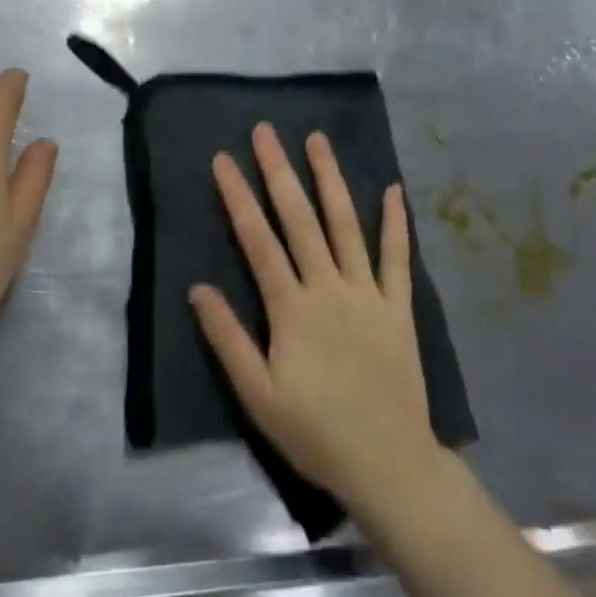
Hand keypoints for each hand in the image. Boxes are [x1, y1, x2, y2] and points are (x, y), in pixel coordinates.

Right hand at [191, 125, 438, 509]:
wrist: (389, 464)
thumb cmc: (315, 432)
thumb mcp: (257, 395)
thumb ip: (227, 338)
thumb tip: (198, 287)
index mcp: (291, 308)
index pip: (257, 239)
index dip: (239, 196)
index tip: (224, 159)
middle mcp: (328, 287)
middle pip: (300, 219)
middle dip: (279, 171)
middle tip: (266, 131)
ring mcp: (367, 293)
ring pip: (346, 225)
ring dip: (331, 180)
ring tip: (318, 140)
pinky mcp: (398, 308)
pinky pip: (398, 258)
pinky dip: (396, 223)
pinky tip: (393, 191)